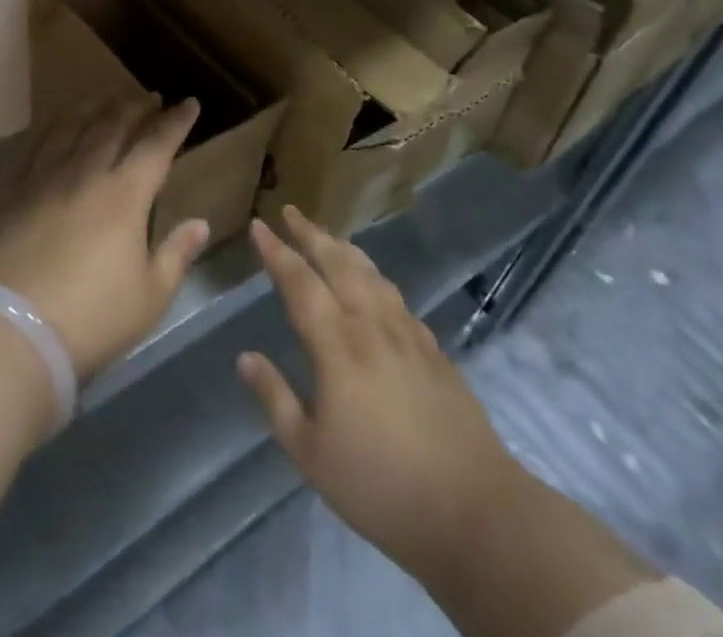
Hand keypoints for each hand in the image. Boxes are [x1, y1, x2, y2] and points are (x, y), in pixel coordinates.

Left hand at [0, 95, 210, 380]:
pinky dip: (49, 128)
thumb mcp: (151, 295)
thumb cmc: (94, 317)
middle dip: (135, 107)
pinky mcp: (15, 193)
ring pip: (72, 128)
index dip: (175, 122)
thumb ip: (177, 254)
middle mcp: (86, 174)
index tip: (189, 103)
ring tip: (105, 97)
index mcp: (125, 195)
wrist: (17, 330)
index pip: (156, 146)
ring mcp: (46, 179)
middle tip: (148, 97)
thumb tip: (199, 223)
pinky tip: (54, 125)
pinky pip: (33, 147)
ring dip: (93, 108)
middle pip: (113, 126)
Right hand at [237, 207, 516, 574]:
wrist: (476, 510)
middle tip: (291, 211)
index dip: (276, 251)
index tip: (258, 225)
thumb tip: (245, 357)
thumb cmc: (382, 486)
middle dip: (311, 233)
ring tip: (329, 238)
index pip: (299, 281)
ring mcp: (407, 333)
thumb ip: (276, 398)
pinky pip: (396, 297)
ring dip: (344, 248)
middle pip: (337, 262)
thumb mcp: (311, 454)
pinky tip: (375, 287)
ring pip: (370, 273)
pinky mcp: (434, 350)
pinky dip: (376, 278)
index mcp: (337, 344)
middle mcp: (371, 324)